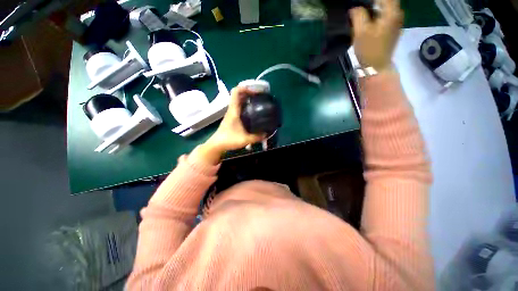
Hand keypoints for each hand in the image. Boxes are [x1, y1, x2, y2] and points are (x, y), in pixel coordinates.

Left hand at [191, 87, 264, 164]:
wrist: (217, 144)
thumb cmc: (229, 139)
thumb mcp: (245, 139)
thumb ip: (257, 137)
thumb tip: (266, 134)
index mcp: (234, 110)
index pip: (236, 92)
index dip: (246, 88)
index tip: (256, 92)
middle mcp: (232, 109)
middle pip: (239, 94)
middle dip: (250, 93)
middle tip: (260, 97)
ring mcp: (231, 113)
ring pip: (239, 101)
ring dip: (248, 99)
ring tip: (258, 102)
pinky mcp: (232, 117)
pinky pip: (239, 107)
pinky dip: (246, 106)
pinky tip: (253, 112)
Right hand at [350, 0, 403, 70]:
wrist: (377, 66)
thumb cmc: (369, 50)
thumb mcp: (360, 32)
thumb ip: (358, 15)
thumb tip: (354, 8)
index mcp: (391, 12)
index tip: (359, 3)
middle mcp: (398, 14)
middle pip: (387, 1)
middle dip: (374, 2)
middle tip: (360, 6)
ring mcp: (397, 22)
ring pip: (387, 7)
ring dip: (376, 6)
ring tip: (363, 11)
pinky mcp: (394, 29)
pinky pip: (387, 14)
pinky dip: (379, 12)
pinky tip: (370, 17)